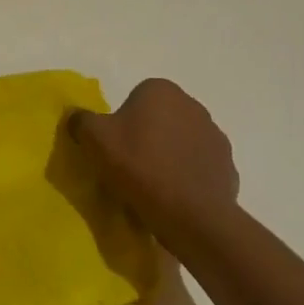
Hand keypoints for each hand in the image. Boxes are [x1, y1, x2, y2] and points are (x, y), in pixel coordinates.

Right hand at [68, 78, 241, 246]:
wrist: (190, 214)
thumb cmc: (138, 166)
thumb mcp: (93, 139)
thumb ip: (80, 120)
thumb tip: (76, 116)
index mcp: (161, 90)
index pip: (136, 97)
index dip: (123, 121)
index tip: (115, 146)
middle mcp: (193, 105)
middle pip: (161, 118)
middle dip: (148, 136)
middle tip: (130, 164)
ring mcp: (215, 137)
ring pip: (182, 143)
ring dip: (170, 156)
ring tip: (152, 185)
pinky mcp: (228, 167)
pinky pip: (199, 168)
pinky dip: (187, 177)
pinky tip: (174, 197)